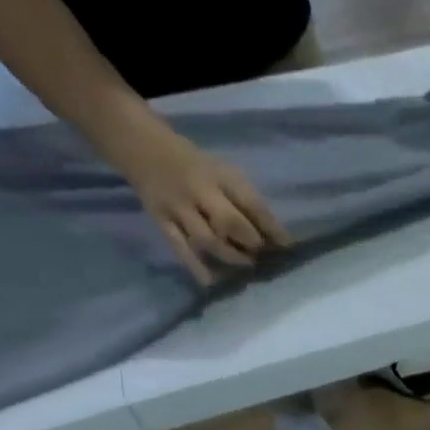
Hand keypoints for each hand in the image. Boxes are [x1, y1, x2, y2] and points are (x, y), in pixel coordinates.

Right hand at [111, 116, 288, 285]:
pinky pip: (179, 247)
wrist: (142, 147)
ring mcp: (177, 208)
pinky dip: (196, 267)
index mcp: (221, 176)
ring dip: (229, 256)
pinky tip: (211, 282)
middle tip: (261, 254)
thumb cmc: (197, 166)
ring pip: (205, 239)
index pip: (251, 204)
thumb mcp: (225, 173)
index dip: (271, 227)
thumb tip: (275, 236)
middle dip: (250, 242)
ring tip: (245, 264)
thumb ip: (247, 202)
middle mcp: (198, 192)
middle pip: (228, 222)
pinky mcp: (160, 221)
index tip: (287, 246)